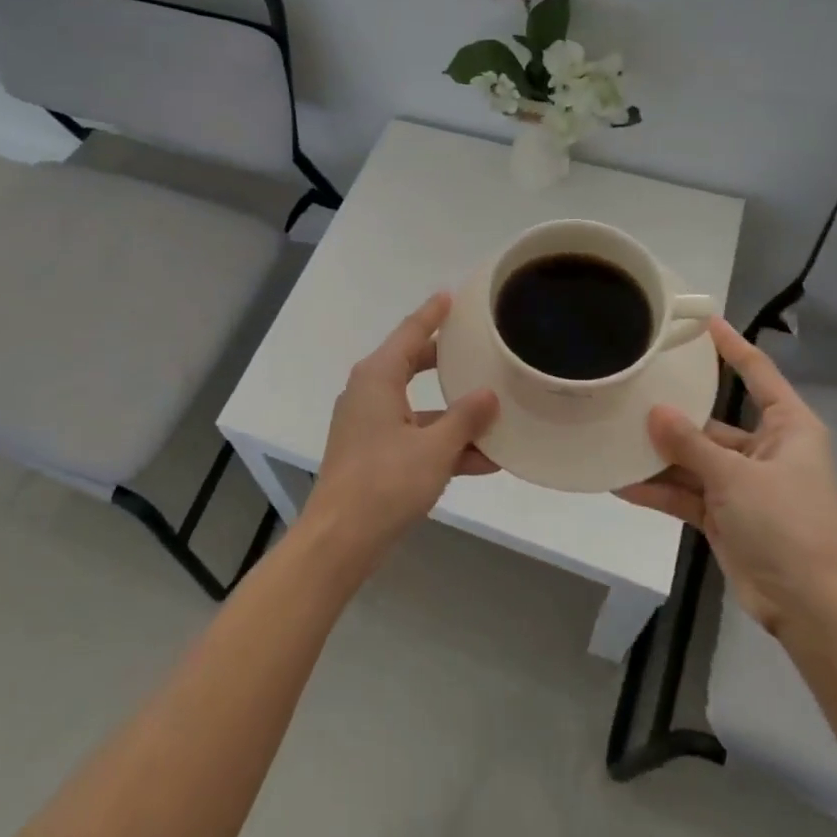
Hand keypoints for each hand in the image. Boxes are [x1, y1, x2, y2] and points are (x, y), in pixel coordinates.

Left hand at [304, 293, 500, 570]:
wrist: (340, 540)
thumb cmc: (384, 483)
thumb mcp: (434, 449)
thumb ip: (465, 419)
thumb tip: (489, 394)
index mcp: (377, 378)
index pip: (410, 333)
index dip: (433, 314)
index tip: (452, 295)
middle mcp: (370, 393)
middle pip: (413, 365)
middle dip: (447, 360)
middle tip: (478, 346)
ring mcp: (370, 425)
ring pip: (419, 406)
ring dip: (454, 413)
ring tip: (496, 410)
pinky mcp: (374, 454)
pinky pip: (415, 437)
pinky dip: (443, 443)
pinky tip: (486, 459)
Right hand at [620, 318, 836, 635]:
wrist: (815, 609)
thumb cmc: (790, 526)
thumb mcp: (737, 477)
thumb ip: (691, 444)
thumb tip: (653, 411)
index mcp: (787, 428)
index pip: (757, 373)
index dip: (731, 346)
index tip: (701, 321)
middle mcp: (764, 450)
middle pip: (712, 420)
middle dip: (673, 411)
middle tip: (631, 387)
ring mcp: (742, 485)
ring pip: (693, 459)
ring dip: (659, 455)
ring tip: (612, 436)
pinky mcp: (725, 516)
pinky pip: (686, 494)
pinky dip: (658, 490)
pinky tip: (620, 483)